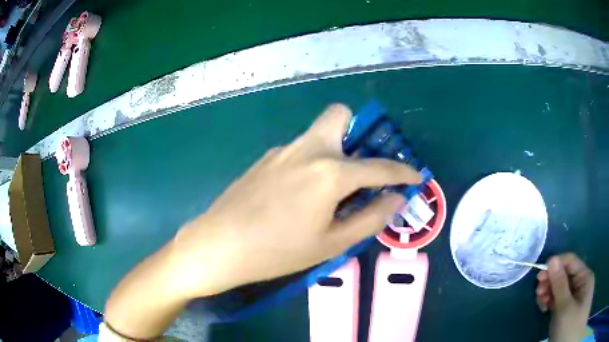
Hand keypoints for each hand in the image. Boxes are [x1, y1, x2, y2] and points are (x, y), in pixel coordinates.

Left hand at [105, 103, 421, 338]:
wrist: (219, 245)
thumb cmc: (278, 251)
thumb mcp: (331, 242)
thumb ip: (370, 218)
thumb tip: (397, 200)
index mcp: (329, 171)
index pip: (378, 166)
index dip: (402, 172)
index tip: (416, 176)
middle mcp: (307, 149)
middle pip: (339, 115)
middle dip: (357, 133)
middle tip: (360, 169)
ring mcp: (282, 150)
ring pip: (317, 135)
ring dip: (334, 153)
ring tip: (331, 191)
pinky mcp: (266, 159)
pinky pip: (299, 151)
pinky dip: (311, 164)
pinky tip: (299, 195)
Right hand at [536, 253, 594, 341]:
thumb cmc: (569, 326)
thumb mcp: (565, 308)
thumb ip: (560, 284)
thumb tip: (552, 260)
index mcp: (585, 277)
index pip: (571, 262)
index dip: (556, 265)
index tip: (539, 276)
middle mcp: (581, 283)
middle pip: (566, 275)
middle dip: (551, 281)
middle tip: (538, 292)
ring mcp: (575, 297)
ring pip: (561, 288)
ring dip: (549, 292)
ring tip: (540, 302)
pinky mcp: (568, 308)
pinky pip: (560, 299)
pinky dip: (551, 301)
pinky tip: (544, 307)